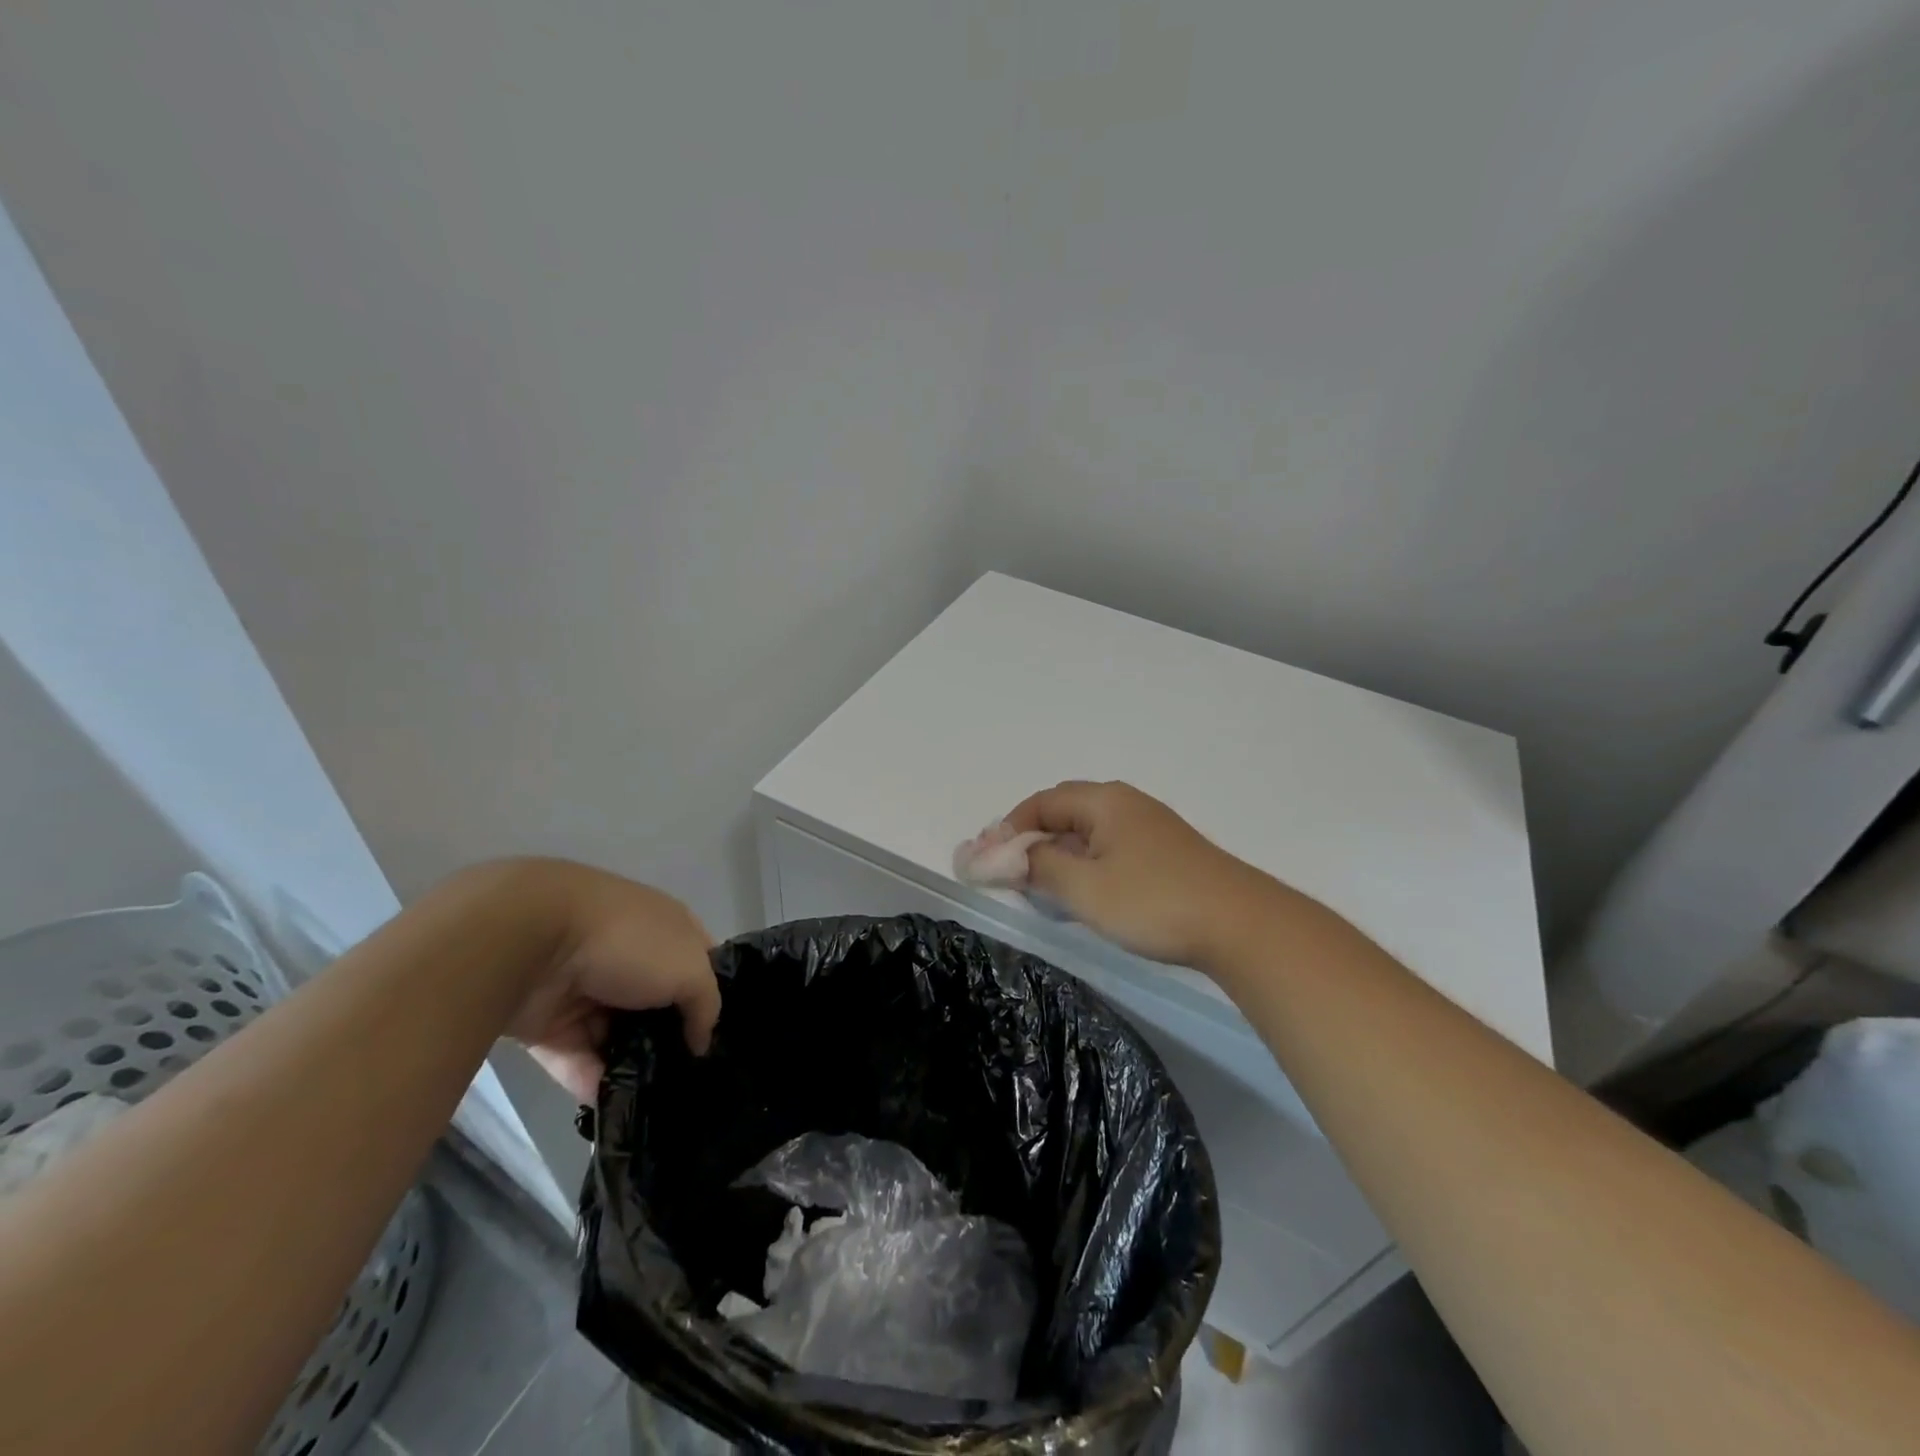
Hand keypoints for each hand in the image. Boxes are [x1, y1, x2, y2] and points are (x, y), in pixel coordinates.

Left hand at [499, 862, 720, 1101]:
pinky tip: (615, 1110)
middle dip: (670, 1037)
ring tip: (655, 1104)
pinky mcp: (548, 1022)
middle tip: (688, 1079)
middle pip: (657, 1003)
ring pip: (616, 1034)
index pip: (698, 961)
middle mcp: (629, 955)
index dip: (710, 994)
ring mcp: (587, 988)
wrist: (531, 940)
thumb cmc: (628, 942)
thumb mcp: (690, 968)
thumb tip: (700, 1041)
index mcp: (665, 928)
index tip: (717, 1035)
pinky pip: (577, 1057)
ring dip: (631, 1065)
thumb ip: (706, 1004)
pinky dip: (592, 1082)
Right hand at [1006, 781, 1279, 969]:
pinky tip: (1085, 893)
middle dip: (1032, 839)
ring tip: (1040, 886)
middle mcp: (1126, 804)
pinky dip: (1086, 864)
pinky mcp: (1167, 853)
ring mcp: (1151, 828)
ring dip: (1059, 854)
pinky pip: (1111, 848)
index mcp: (1104, 801)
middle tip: (1009, 872)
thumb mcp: (1085, 888)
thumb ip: (1039, 867)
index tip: (988, 860)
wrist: (1242, 925)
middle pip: (1065, 812)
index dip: (1009, 829)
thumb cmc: (1154, 901)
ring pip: (1089, 832)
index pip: (1042, 803)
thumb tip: (1006, 855)